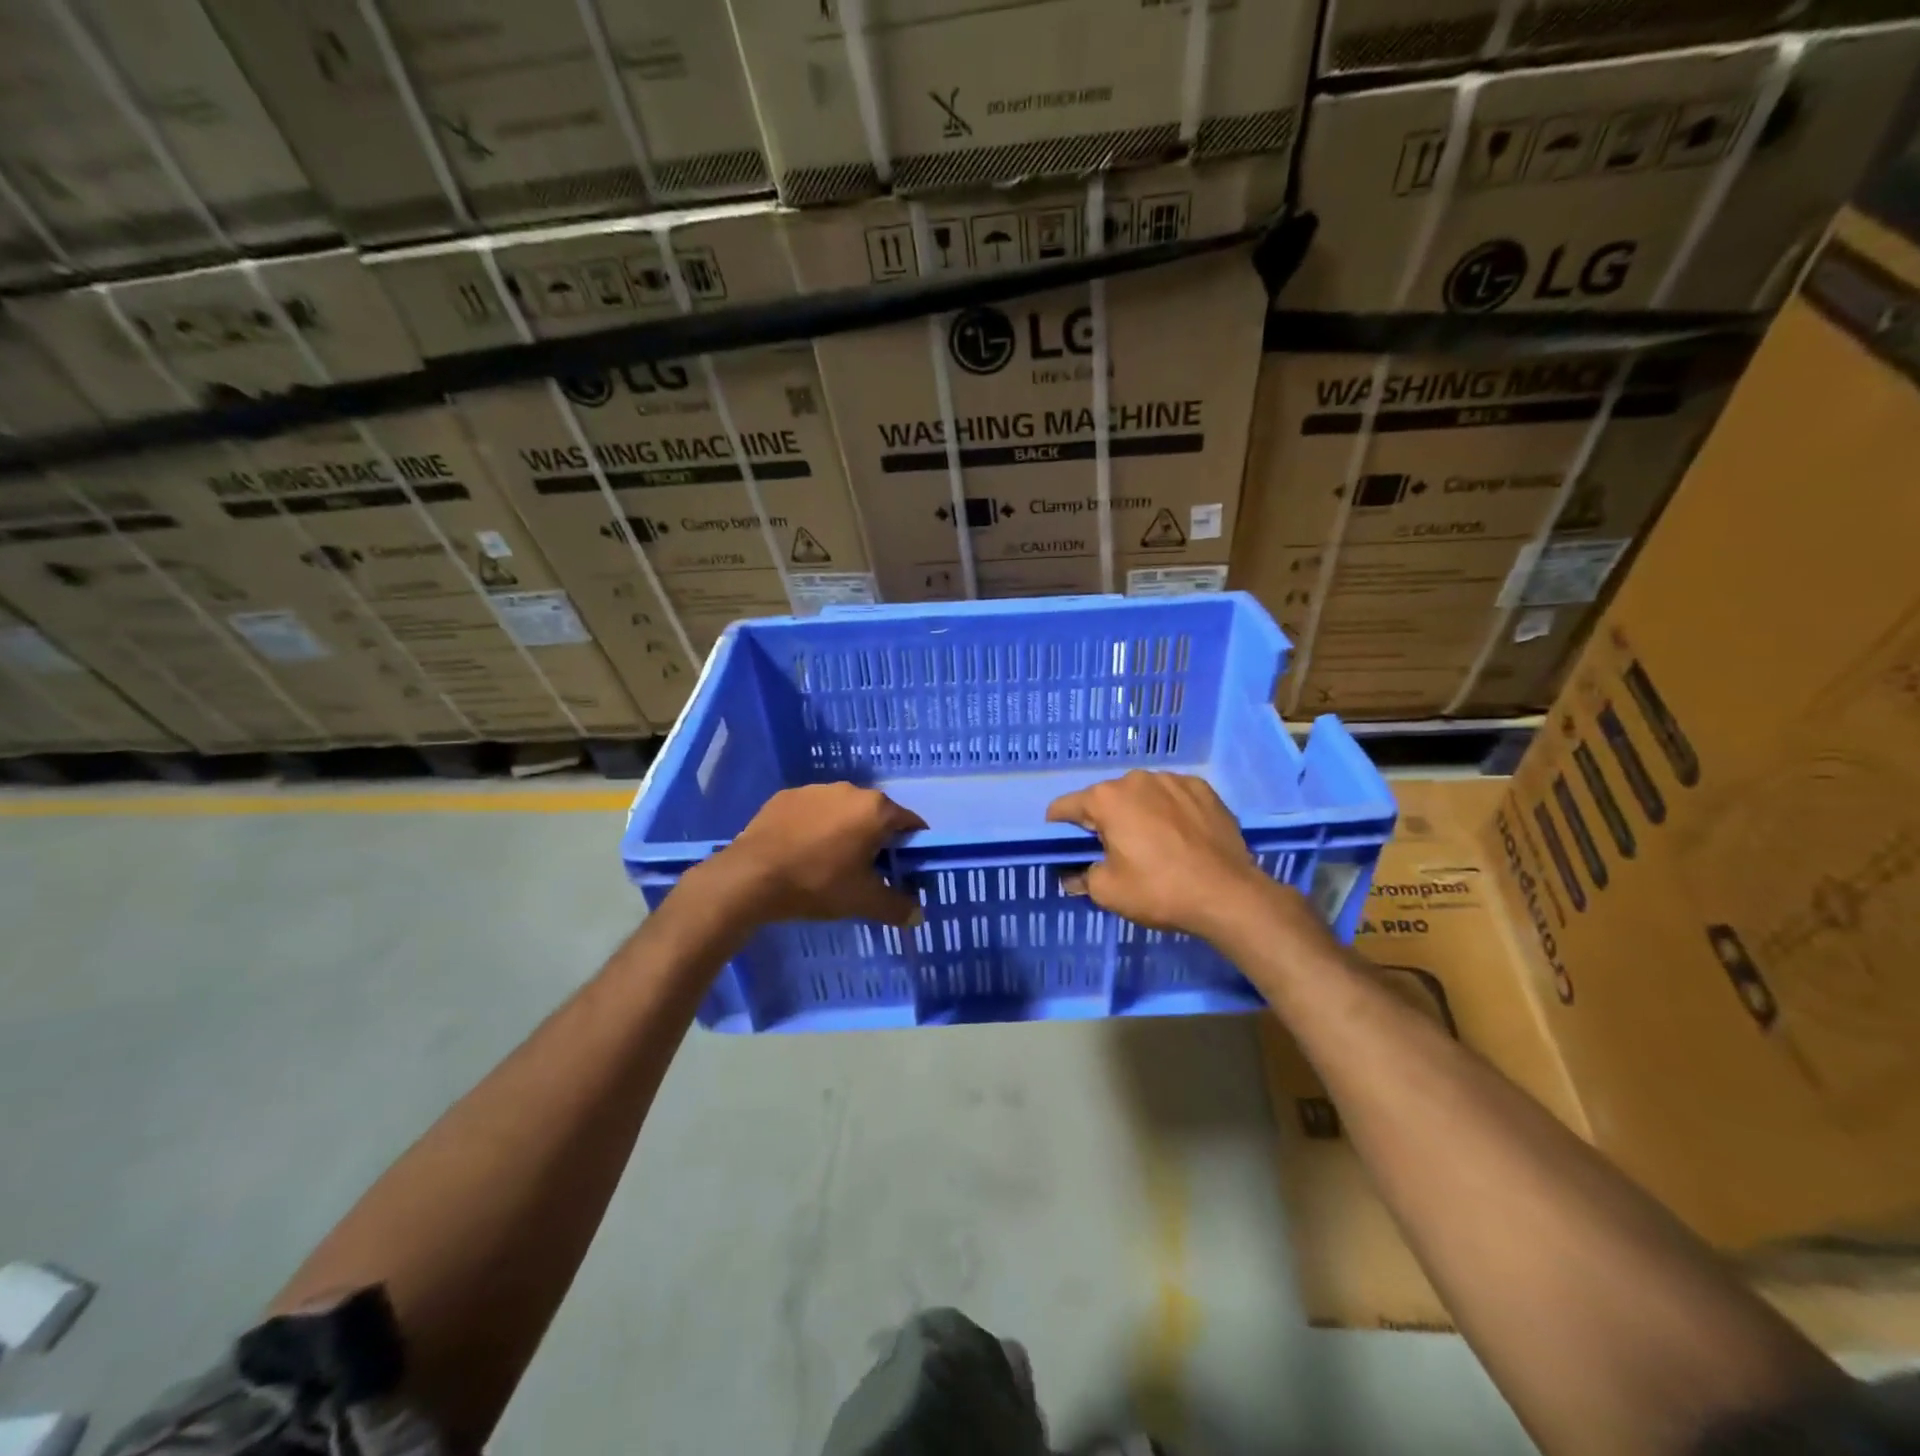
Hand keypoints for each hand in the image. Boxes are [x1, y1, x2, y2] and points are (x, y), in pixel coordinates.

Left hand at [710, 783, 925, 927]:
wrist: (751, 876)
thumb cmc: (818, 883)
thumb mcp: (862, 901)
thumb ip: (896, 907)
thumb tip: (917, 915)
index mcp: (876, 809)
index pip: (910, 824)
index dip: (912, 847)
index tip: (903, 869)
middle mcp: (850, 790)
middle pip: (876, 814)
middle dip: (876, 839)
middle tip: (866, 871)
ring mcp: (815, 790)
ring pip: (842, 810)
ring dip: (844, 830)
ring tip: (829, 862)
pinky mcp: (786, 796)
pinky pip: (812, 811)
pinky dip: (814, 827)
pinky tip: (801, 852)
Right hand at [1046, 770, 1283, 941]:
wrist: (1228, 895)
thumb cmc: (1159, 890)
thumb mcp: (1107, 891)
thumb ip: (1081, 876)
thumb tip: (1073, 874)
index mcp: (1106, 799)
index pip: (1065, 806)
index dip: (1059, 828)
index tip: (1066, 847)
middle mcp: (1136, 779)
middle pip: (1106, 799)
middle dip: (1104, 821)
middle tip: (1115, 853)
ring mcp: (1173, 780)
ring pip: (1141, 795)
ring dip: (1138, 814)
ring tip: (1153, 845)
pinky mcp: (1203, 789)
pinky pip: (1173, 797)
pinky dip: (1169, 812)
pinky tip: (1180, 838)